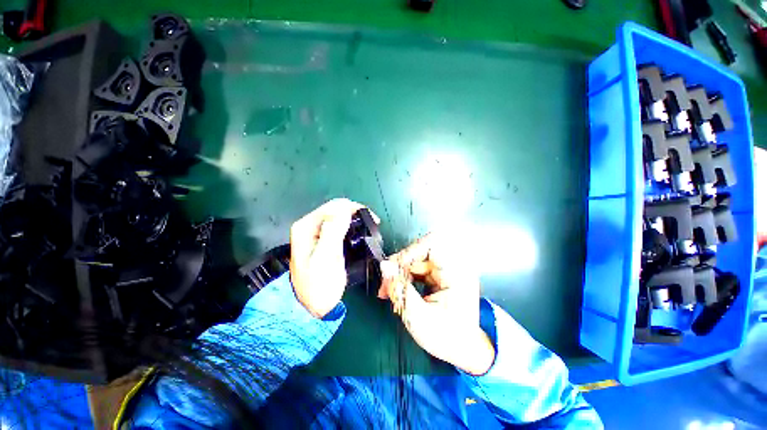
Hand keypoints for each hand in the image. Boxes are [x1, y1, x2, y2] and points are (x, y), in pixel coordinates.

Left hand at [289, 199, 378, 317]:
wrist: (311, 307)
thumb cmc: (319, 285)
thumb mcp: (326, 259)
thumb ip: (333, 231)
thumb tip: (344, 209)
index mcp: (306, 226)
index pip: (334, 206)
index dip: (354, 209)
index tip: (372, 219)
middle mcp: (309, 225)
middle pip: (336, 209)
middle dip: (355, 213)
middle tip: (372, 224)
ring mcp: (315, 232)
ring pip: (338, 216)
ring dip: (354, 219)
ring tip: (368, 228)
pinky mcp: (322, 240)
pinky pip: (339, 225)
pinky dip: (351, 226)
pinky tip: (358, 233)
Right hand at [378, 233, 495, 374]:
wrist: (463, 349)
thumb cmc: (445, 337)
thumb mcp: (419, 317)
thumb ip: (400, 289)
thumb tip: (384, 266)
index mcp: (456, 272)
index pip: (432, 244)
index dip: (410, 252)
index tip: (393, 269)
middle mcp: (454, 265)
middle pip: (421, 250)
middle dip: (401, 265)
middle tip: (387, 283)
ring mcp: (447, 269)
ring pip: (417, 259)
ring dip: (401, 272)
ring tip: (389, 290)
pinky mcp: (441, 274)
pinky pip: (419, 267)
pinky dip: (406, 276)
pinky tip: (399, 290)